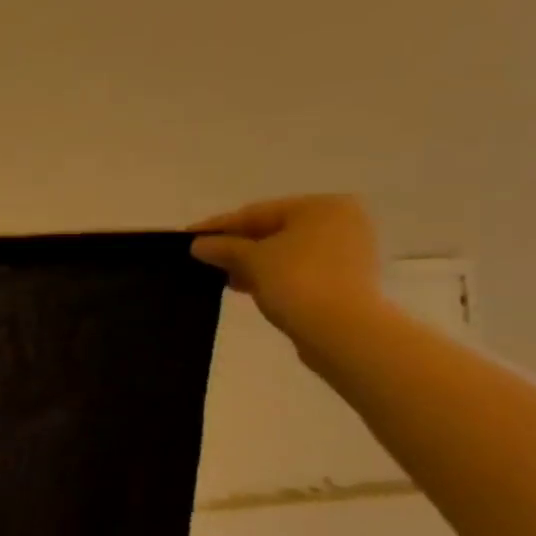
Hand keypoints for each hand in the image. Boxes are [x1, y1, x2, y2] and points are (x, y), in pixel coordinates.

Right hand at [189, 195, 383, 347]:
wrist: (341, 329)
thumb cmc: (296, 280)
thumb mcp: (250, 259)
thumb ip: (222, 247)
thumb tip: (199, 244)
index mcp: (320, 207)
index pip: (256, 213)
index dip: (218, 226)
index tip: (188, 236)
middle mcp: (340, 222)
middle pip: (273, 230)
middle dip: (237, 246)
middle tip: (204, 258)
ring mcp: (347, 251)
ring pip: (285, 251)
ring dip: (252, 263)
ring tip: (222, 277)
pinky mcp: (346, 278)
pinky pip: (299, 269)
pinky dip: (272, 275)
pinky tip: (247, 287)